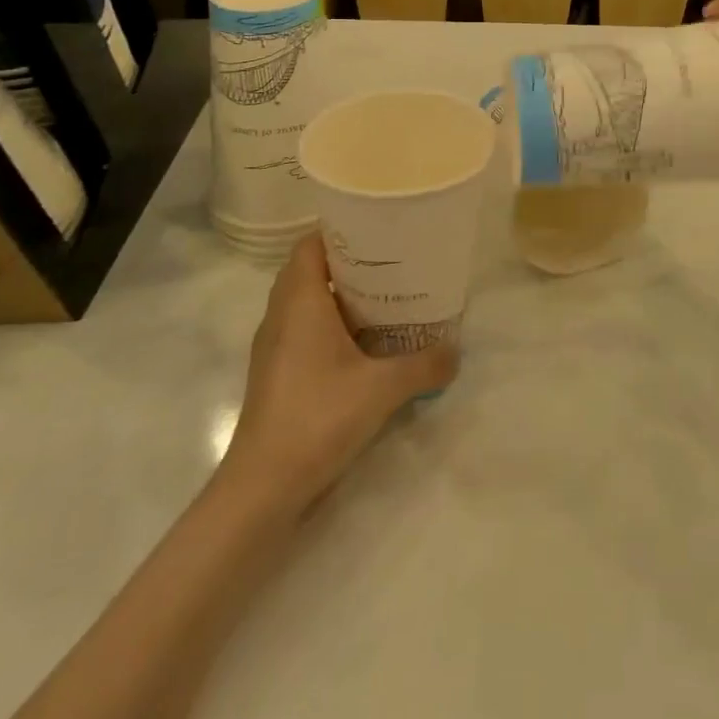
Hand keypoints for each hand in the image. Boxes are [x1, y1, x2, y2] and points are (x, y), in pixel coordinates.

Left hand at [222, 234, 457, 508]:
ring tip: (384, 296)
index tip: (377, 229)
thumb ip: (424, 364)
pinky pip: (304, 331)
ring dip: (340, 296)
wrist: (261, 489)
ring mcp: (274, 348)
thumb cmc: (317, 418)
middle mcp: (281, 316)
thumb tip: (456, 351)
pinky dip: (331, 325)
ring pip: (306, 303)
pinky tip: (364, 343)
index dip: (340, 230)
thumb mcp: (383, 388)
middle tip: (391, 261)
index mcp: (299, 302)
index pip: (310, 244)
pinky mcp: (276, 375)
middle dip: (349, 262)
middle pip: (310, 270)